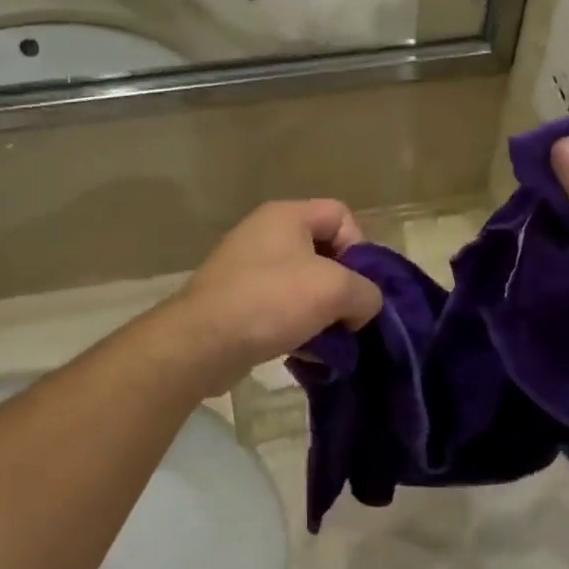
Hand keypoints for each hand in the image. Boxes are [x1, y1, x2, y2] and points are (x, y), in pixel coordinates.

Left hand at [170, 200, 383, 394]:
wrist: (201, 343)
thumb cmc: (271, 301)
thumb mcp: (336, 290)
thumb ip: (367, 293)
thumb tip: (362, 307)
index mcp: (286, 216)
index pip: (341, 215)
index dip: (359, 248)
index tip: (358, 285)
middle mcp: (264, 234)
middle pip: (324, 252)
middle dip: (343, 287)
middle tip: (348, 316)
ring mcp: (246, 268)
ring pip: (303, 285)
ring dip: (322, 313)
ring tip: (328, 341)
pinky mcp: (236, 302)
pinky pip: (281, 308)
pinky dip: (298, 327)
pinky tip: (305, 353)